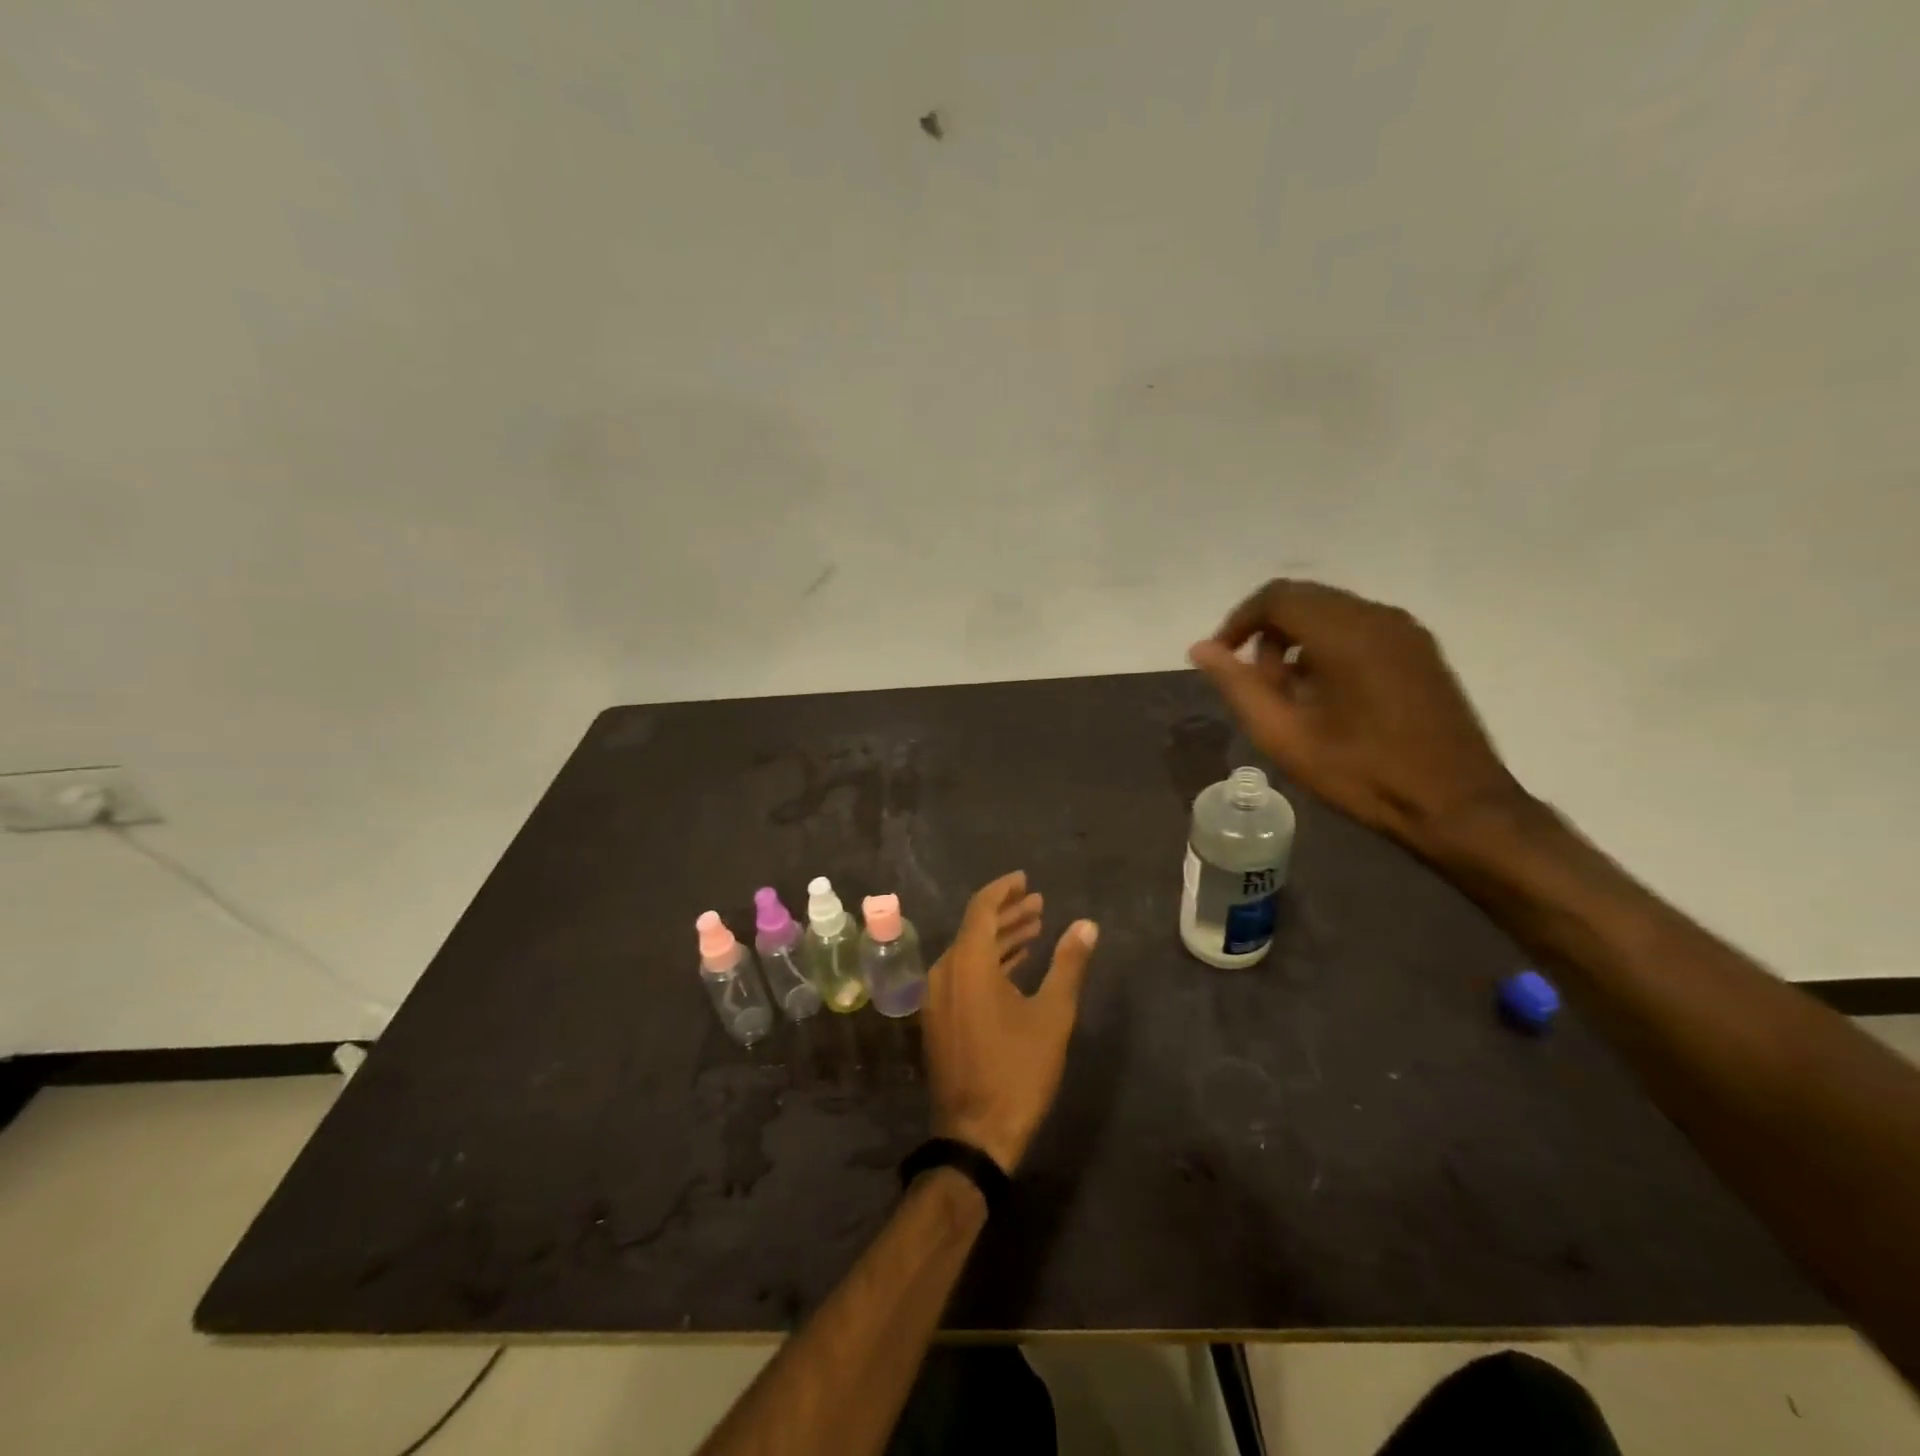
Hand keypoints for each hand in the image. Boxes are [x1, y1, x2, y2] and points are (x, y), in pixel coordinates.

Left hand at [924, 872, 1098, 1174]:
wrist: (976, 1135)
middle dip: (1008, 914)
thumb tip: (1087, 925)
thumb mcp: (1052, 1015)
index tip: (1025, 880)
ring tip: (1035, 928)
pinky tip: (1015, 966)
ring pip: (969, 952)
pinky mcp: (938, 1018)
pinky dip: (989, 964)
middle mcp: (944, 972)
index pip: (981, 909)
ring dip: (1000, 939)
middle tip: (1038, 904)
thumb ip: (1068, 965)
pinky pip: (963, 975)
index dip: (1004, 890)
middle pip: (975, 928)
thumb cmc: (1018, 1071)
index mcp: (967, 963)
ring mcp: (937, 997)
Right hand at [1189, 579, 1525, 859]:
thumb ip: (1238, 686)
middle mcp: (1377, 617)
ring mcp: (1405, 631)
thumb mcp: (1285, 736)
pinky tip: (1326, 694)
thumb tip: (1201, 649)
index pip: (1275, 598)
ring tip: (1290, 694)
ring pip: (1331, 612)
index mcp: (1344, 633)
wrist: (1457, 805)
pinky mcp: (1420, 650)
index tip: (1221, 659)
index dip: (1238, 622)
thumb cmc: (1363, 774)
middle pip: (1303, 599)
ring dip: (1296, 640)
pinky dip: (1327, 646)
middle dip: (1266, 632)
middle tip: (1256, 684)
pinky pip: (1359, 627)